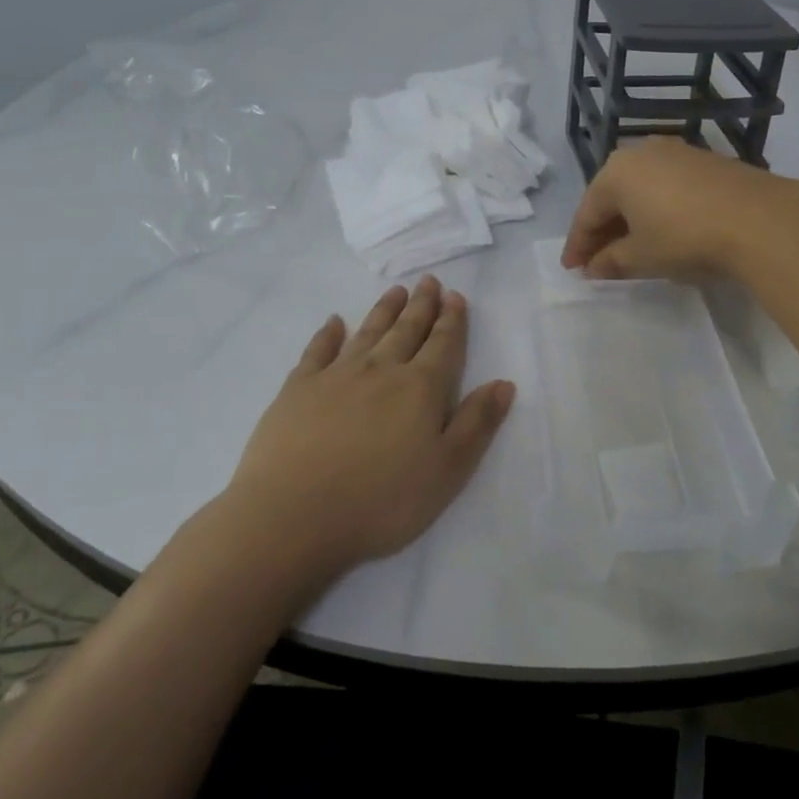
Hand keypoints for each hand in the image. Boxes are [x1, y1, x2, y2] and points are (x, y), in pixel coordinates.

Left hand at [220, 276, 514, 588]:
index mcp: (420, 388)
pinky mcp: (297, 389)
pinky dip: (328, 333)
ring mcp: (336, 376)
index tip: (455, 296)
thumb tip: (504, 383)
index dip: (452, 320)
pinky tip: (334, 322)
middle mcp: (381, 370)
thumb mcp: (447, 471)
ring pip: (367, 332)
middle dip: (421, 305)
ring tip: (395, 292)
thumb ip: (477, 423)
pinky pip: (317, 350)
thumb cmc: (382, 501)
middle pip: (406, 330)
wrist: (293, 516)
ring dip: (384, 310)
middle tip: (428, 282)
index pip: (443, 344)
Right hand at [560, 139, 796, 280]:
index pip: (586, 213)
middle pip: (611, 196)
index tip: (572, 269)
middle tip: (597, 261)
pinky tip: (661, 229)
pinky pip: (666, 185)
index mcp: (616, 172)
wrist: (759, 219)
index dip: (578, 245)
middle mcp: (641, 152)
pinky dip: (656, 208)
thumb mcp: (642, 256)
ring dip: (630, 218)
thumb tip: (594, 267)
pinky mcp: (704, 160)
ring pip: (640, 189)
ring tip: (629, 247)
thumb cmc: (685, 237)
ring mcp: (675, 152)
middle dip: (603, 230)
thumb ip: (611, 261)